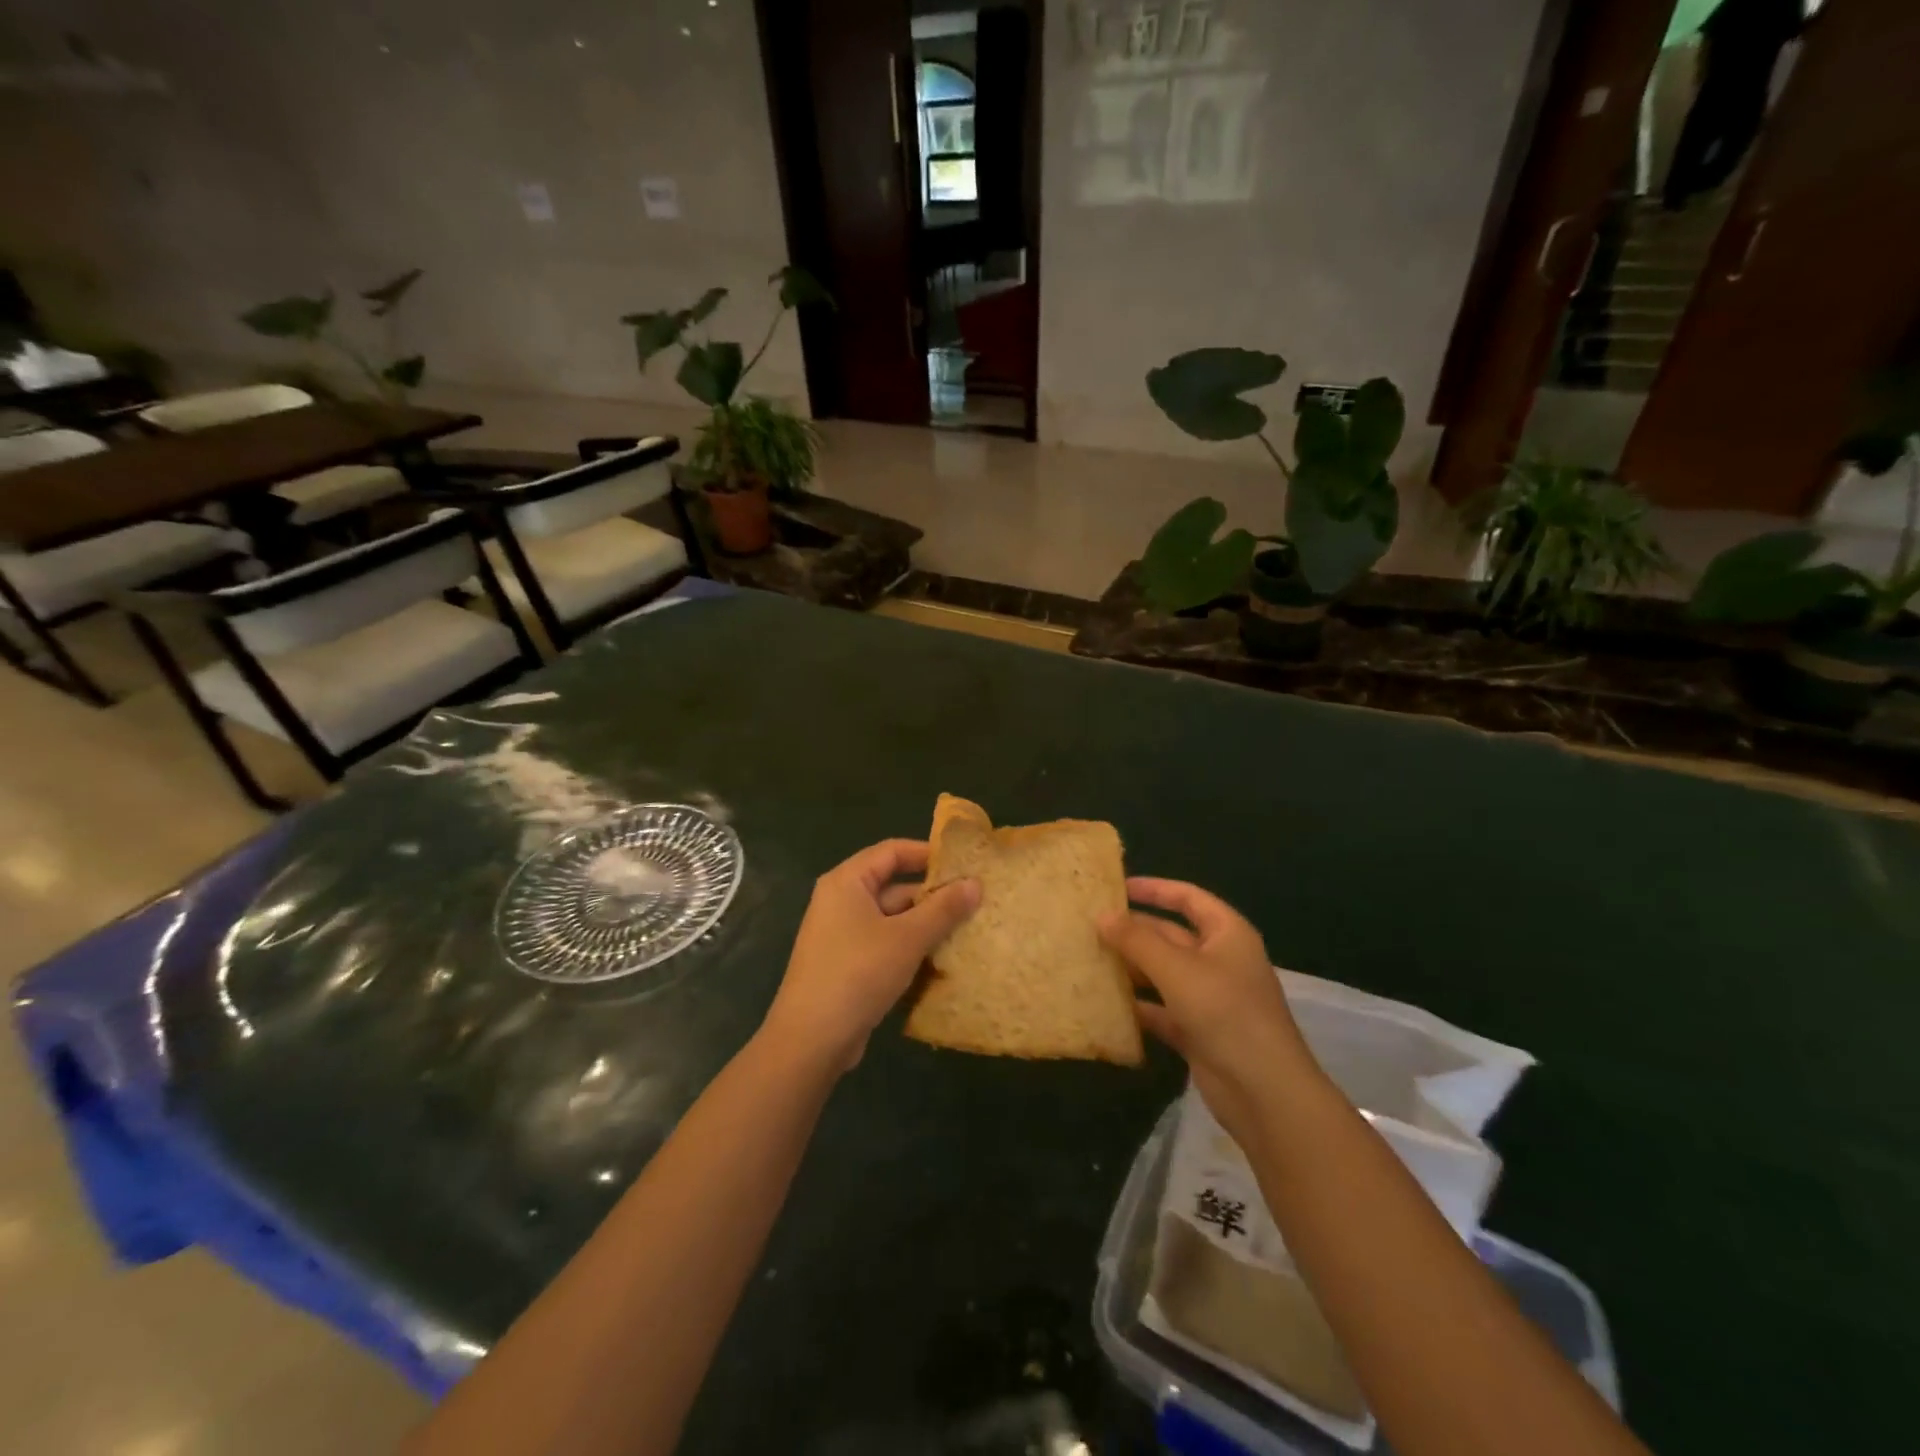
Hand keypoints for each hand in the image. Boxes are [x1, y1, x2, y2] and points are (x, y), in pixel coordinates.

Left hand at [762, 839, 979, 1072]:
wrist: (811, 1040)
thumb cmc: (858, 973)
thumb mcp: (908, 938)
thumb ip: (943, 909)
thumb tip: (976, 883)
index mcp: (847, 882)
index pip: (892, 851)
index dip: (928, 854)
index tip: (964, 864)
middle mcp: (841, 901)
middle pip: (893, 886)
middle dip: (932, 895)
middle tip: (975, 902)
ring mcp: (842, 935)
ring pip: (892, 919)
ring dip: (925, 925)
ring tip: (968, 930)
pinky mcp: (847, 965)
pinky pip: (885, 944)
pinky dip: (910, 948)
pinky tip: (942, 961)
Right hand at [1100, 878, 1317, 1145]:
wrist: (1264, 1092)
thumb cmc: (1225, 1012)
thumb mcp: (1177, 969)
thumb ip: (1136, 940)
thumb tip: (1102, 915)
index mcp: (1227, 934)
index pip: (1188, 898)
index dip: (1154, 889)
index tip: (1116, 888)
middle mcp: (1219, 960)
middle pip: (1171, 935)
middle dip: (1134, 931)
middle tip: (1090, 926)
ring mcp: (1209, 998)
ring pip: (1162, 973)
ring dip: (1131, 967)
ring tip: (1088, 958)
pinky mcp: (1197, 1031)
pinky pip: (1161, 1009)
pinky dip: (1137, 1006)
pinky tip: (1104, 1003)